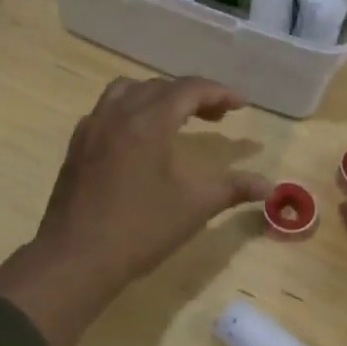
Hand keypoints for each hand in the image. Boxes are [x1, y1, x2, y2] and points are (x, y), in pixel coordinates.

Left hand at [0, 77, 269, 345]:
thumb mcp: (196, 205)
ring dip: (157, 97)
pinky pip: (106, 111)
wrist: (77, 259)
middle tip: (217, 117)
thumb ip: (234, 188)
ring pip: (127, 91)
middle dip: (192, 95)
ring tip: (176, 119)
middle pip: (159, 87)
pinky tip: (139, 139)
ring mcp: (91, 128)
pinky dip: (129, 111)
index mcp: (148, 121)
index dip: (219, 92)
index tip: (241, 105)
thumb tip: (271, 187)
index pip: (189, 89)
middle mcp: (117, 114)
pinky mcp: (76, 147)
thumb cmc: (141, 229)